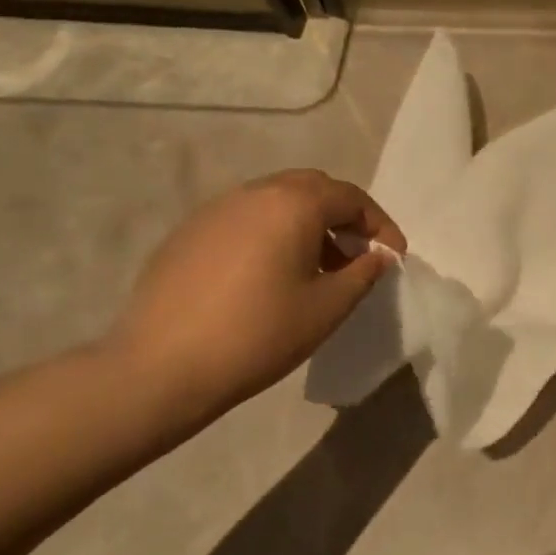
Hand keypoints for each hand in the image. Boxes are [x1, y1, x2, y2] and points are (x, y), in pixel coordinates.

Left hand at [107, 169, 405, 416]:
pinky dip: (272, 233)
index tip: (393, 256)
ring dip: (307, 223)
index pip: (351, 197)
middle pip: (313, 188)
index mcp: (293, 204)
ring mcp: (216, 210)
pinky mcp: (189, 232)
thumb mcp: (327, 307)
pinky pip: (245, 219)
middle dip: (343, 216)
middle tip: (357, 254)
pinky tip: (270, 275)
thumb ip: (363, 273)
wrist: (162, 366)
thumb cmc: (259, 333)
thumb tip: (378, 255)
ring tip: (317, 268)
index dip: (380, 224)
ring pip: (276, 200)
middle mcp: (254, 193)